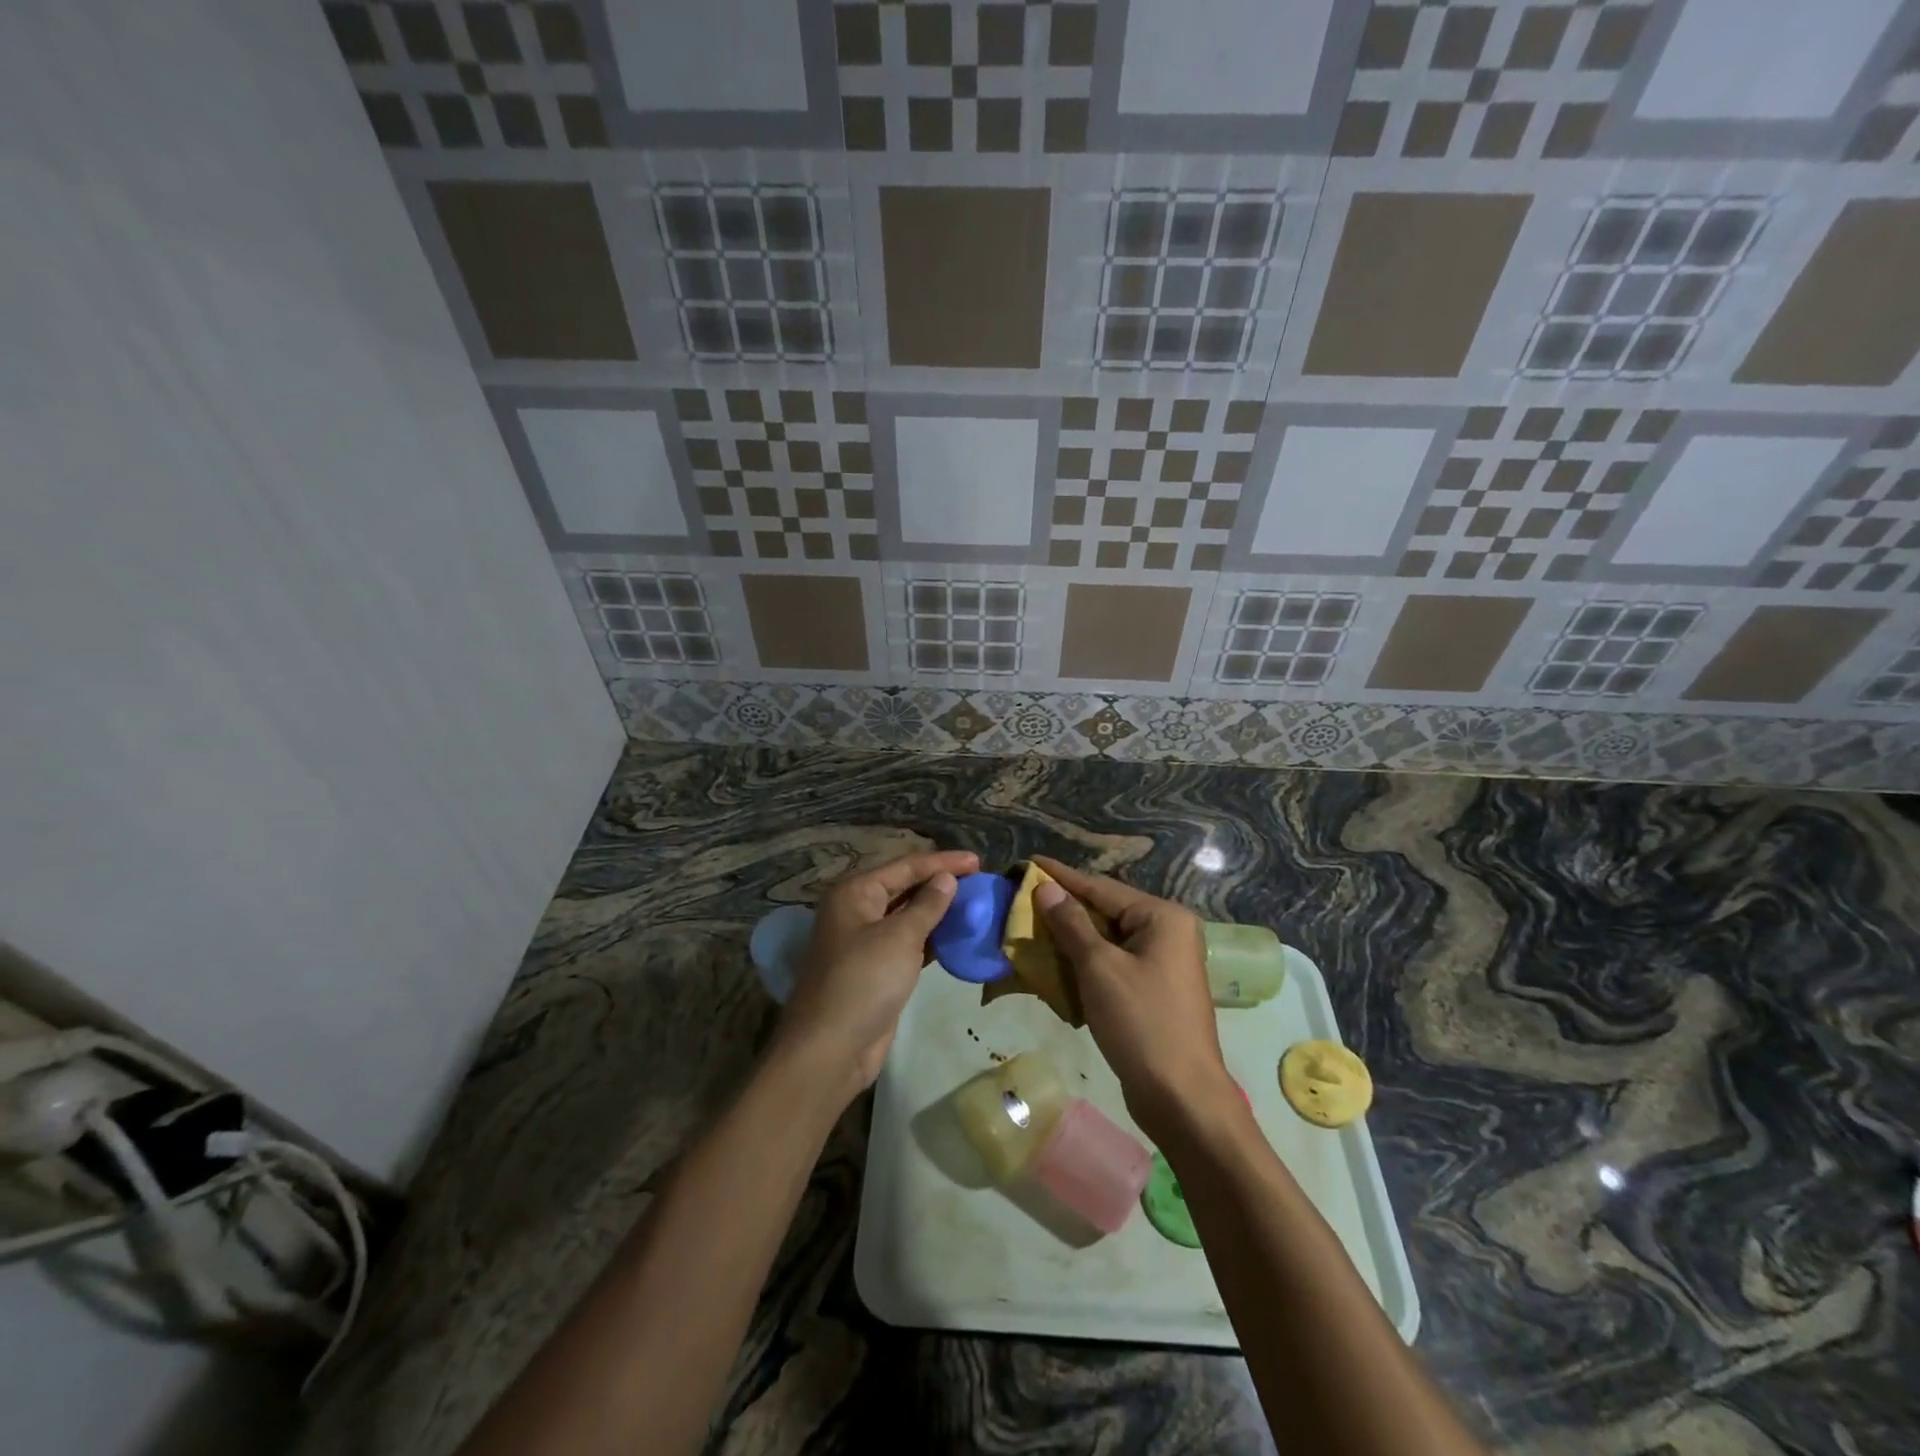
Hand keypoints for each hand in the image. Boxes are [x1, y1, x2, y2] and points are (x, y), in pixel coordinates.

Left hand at [775, 849, 977, 1099]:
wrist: (831, 1047)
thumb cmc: (864, 980)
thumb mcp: (900, 937)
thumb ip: (927, 905)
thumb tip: (946, 879)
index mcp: (855, 893)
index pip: (905, 867)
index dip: (942, 862)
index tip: (978, 861)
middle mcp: (857, 911)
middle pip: (904, 888)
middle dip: (939, 883)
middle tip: (978, 880)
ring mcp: (864, 942)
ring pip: (907, 916)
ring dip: (938, 911)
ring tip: (974, 903)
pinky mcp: (876, 970)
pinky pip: (908, 943)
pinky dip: (932, 937)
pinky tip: (957, 936)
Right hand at [1030, 857, 1238, 1144]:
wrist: (1182, 1098)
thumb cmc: (1141, 1023)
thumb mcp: (1100, 968)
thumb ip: (1071, 924)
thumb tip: (1046, 888)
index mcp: (1163, 918)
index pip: (1102, 887)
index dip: (1062, 876)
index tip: (1029, 861)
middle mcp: (1168, 933)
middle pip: (1106, 911)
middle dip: (1064, 908)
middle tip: (1023, 898)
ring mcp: (1163, 963)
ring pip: (1107, 940)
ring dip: (1070, 937)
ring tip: (1031, 926)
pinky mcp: (1154, 990)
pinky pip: (1113, 964)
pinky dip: (1085, 963)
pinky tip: (1055, 963)